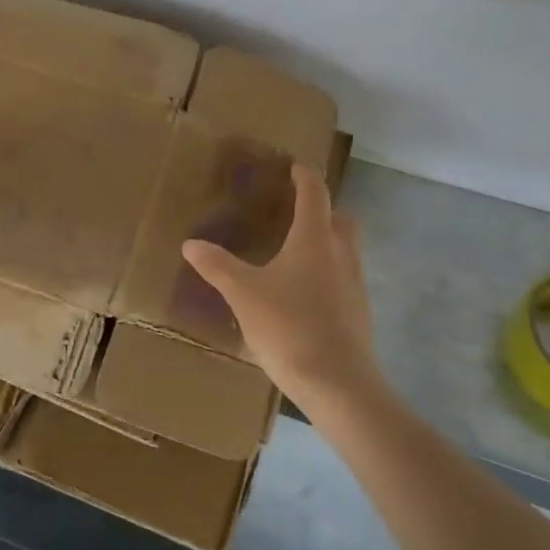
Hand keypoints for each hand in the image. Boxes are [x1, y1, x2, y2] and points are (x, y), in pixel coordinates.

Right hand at [182, 163, 381, 404]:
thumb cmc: (289, 327)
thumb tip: (190, 243)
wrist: (338, 382)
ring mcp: (355, 283)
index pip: (314, 193)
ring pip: (346, 248)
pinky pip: (346, 276)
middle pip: (340, 217)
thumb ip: (217, 266)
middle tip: (295, 212)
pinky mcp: (359, 310)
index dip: (304, 176)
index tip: (294, 167)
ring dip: (327, 240)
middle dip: (321, 209)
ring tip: (296, 253)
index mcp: (315, 239)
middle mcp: (341, 253)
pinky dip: (329, 271)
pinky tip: (305, 293)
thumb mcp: (243, 294)